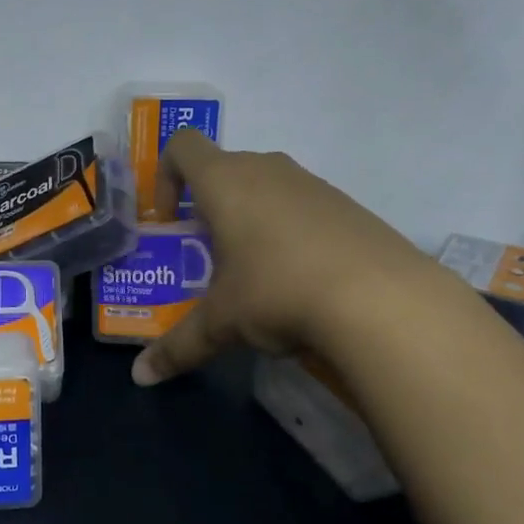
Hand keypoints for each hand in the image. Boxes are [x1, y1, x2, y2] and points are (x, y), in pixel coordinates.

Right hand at [132, 132, 443, 384]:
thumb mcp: (222, 323)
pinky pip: (302, 205)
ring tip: (255, 272)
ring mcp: (312, 183)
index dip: (166, 175)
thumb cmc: (278, 292)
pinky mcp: (347, 204)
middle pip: (225, 168)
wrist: (380, 299)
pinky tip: (301, 278)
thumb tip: (142, 377)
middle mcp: (267, 169)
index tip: (171, 220)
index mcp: (226, 181)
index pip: (183, 146)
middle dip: (209, 206)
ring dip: (250, 217)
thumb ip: (178, 347)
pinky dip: (290, 230)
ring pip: (267, 186)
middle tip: (209, 255)